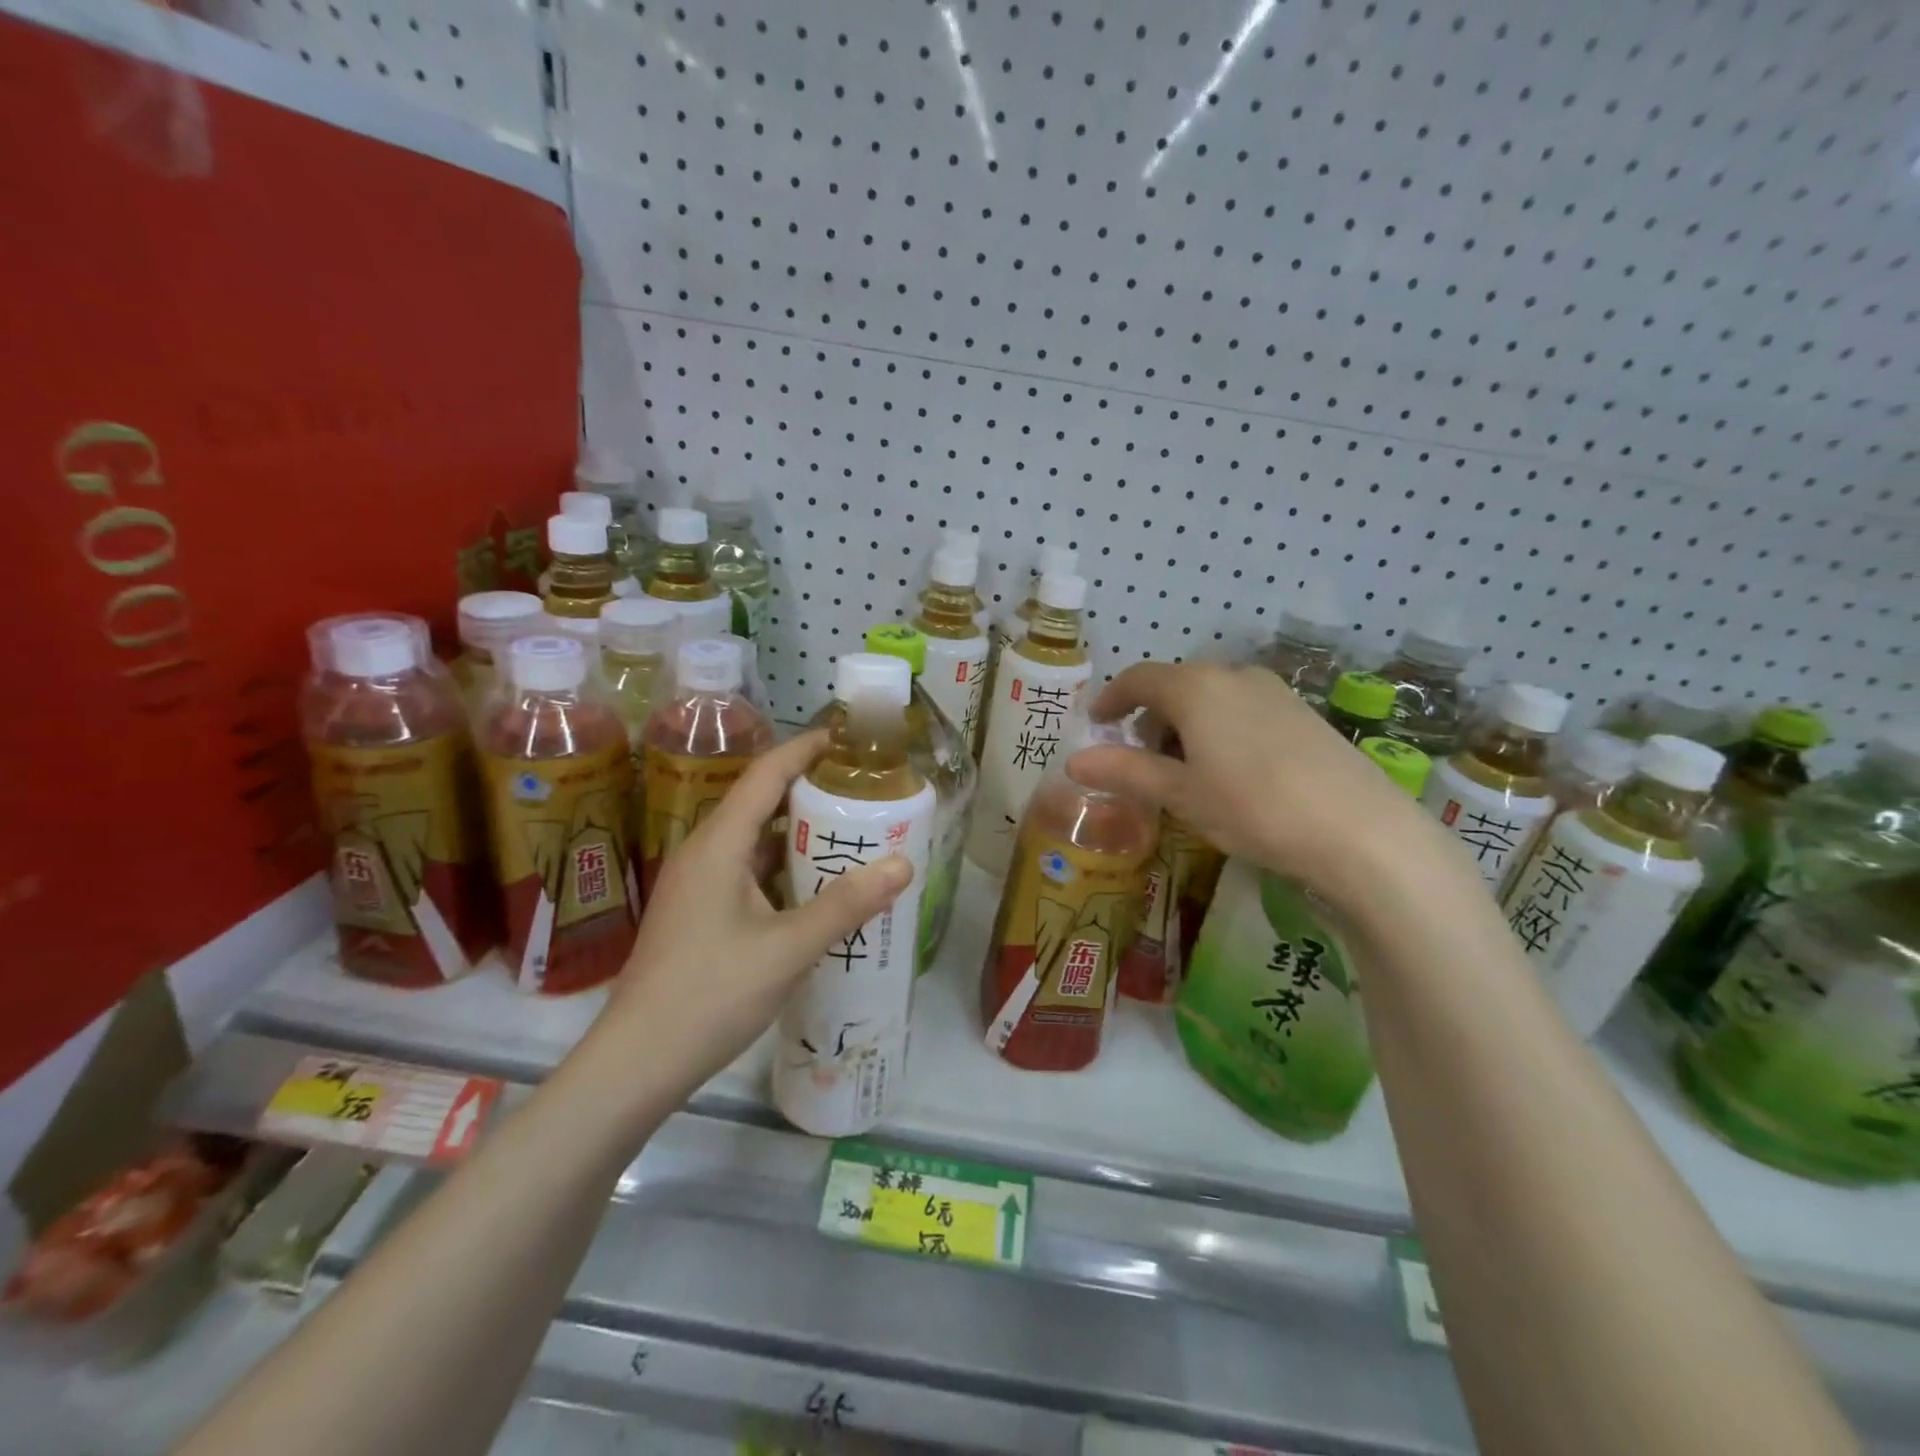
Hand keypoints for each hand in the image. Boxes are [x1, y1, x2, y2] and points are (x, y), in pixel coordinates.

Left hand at [599, 731, 912, 1091]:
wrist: (637, 1063)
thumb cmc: (710, 995)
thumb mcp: (787, 949)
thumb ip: (846, 905)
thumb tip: (903, 864)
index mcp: (719, 844)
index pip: (766, 774)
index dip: (807, 749)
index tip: (849, 739)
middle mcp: (705, 852)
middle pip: (762, 802)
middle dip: (812, 790)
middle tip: (866, 790)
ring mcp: (699, 884)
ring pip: (757, 840)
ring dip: (801, 833)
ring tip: (853, 831)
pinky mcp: (701, 913)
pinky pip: (750, 872)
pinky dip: (786, 868)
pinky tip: (819, 887)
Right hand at [1066, 661, 1448, 909]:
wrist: (1360, 830)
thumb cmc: (1253, 807)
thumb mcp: (1181, 794)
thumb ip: (1125, 772)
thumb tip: (1073, 762)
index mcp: (1196, 687)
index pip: (1139, 678)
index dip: (1112, 699)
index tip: (1098, 723)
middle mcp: (1234, 675)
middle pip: (1176, 685)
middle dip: (1149, 718)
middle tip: (1139, 760)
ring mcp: (1275, 691)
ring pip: (1212, 697)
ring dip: (1185, 725)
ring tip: (1184, 771)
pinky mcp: (1303, 713)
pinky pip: (1243, 708)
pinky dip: (1219, 729)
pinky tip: (1230, 771)